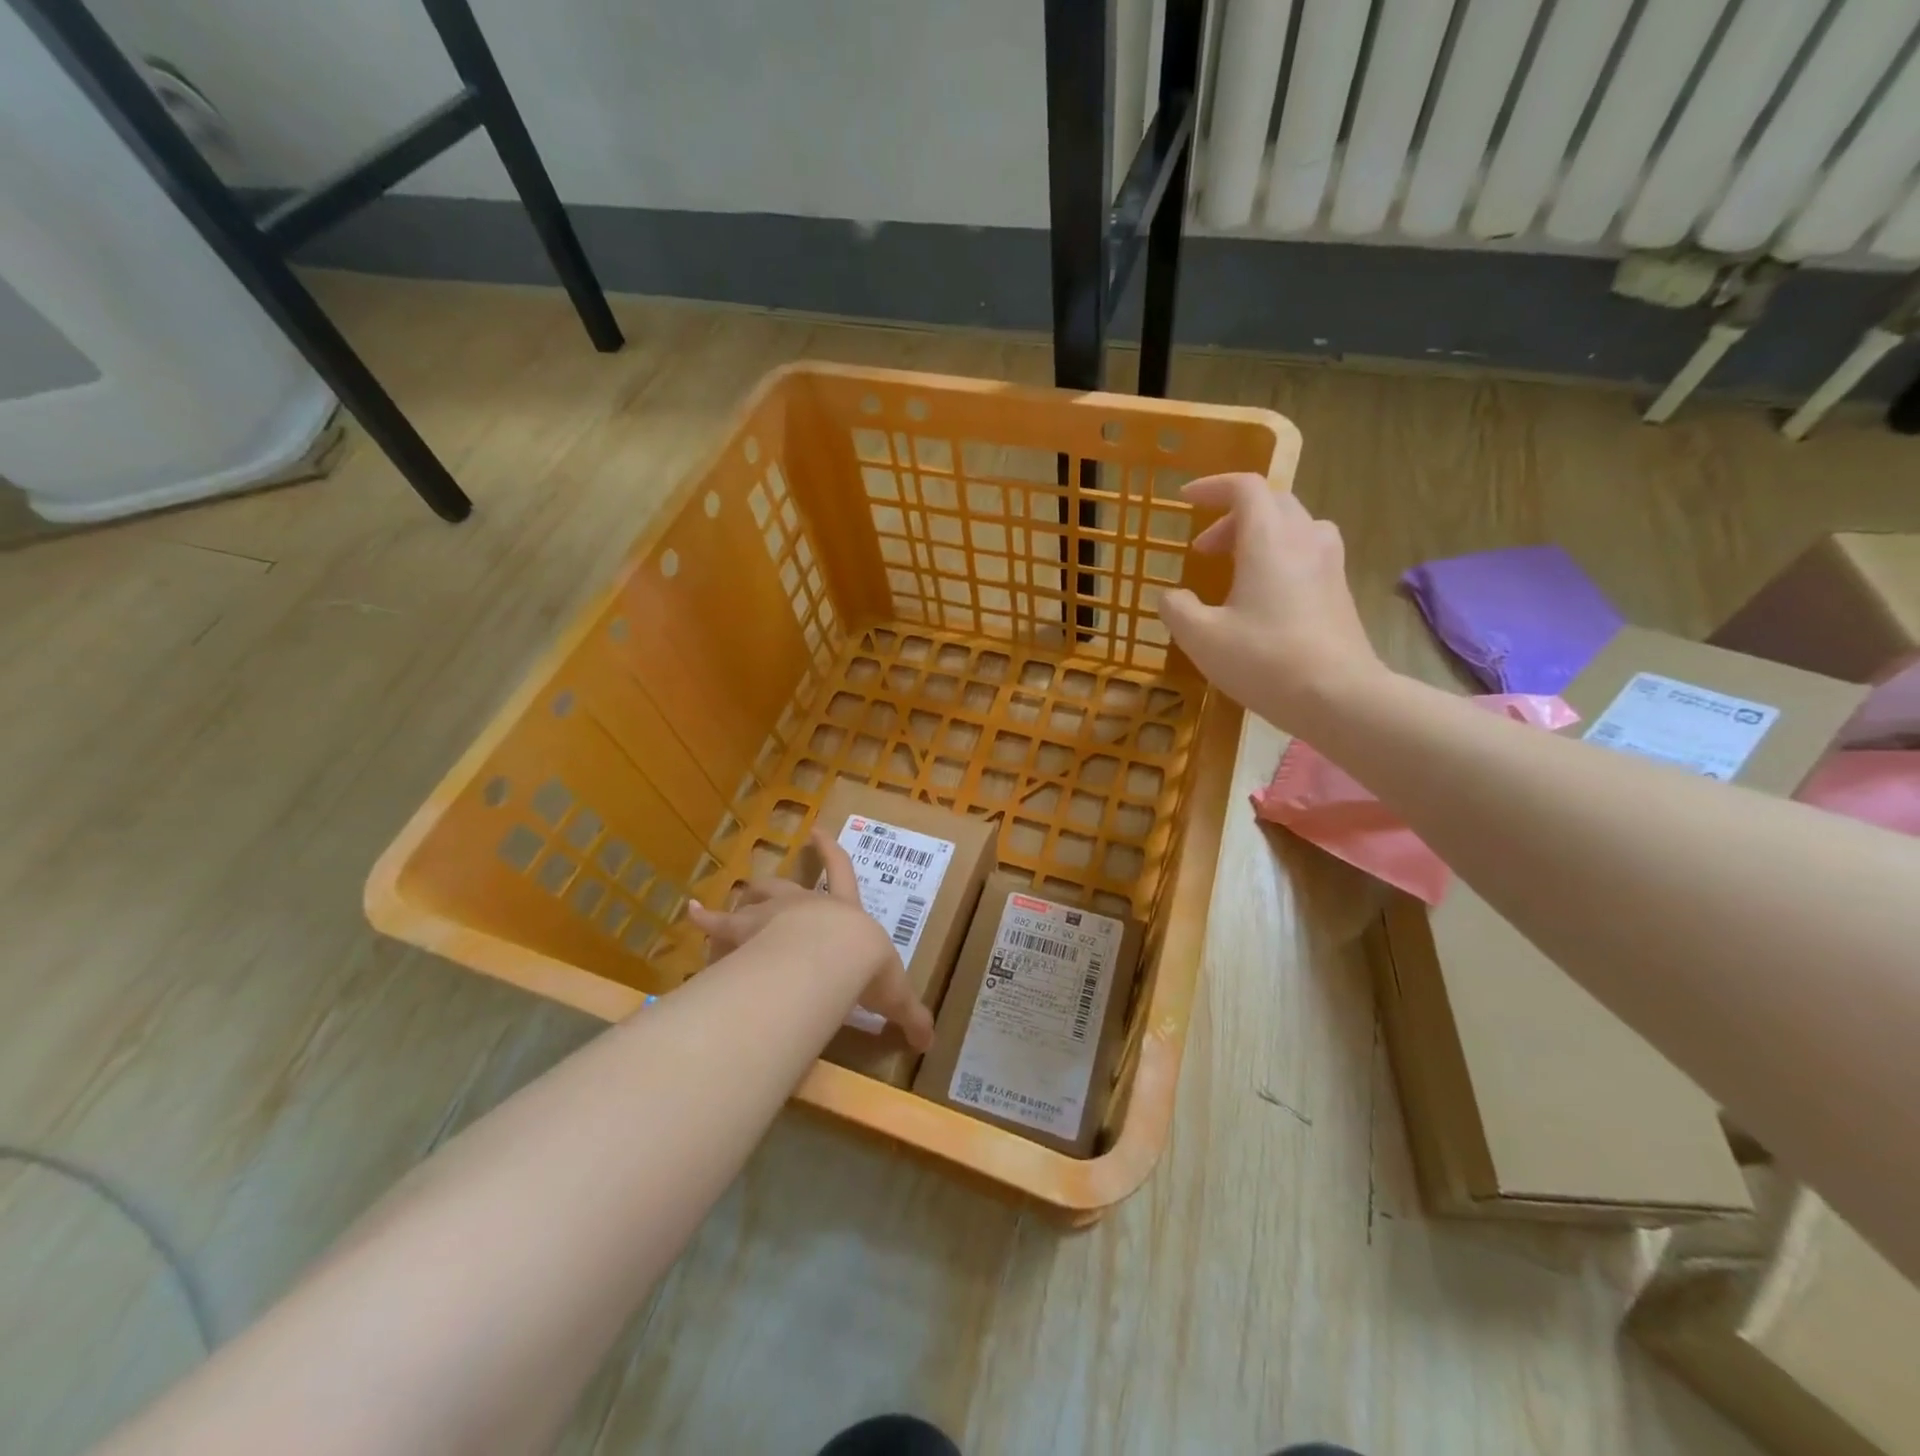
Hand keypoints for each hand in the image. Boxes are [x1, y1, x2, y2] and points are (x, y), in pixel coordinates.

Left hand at [686, 830, 934, 1050]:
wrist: (829, 958)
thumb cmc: (864, 967)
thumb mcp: (894, 993)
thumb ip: (910, 1016)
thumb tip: (930, 1042)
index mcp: (843, 911)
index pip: (840, 872)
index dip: (831, 852)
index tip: (817, 830)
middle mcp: (805, 905)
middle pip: (786, 883)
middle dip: (778, 880)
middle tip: (767, 879)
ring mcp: (772, 913)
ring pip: (754, 897)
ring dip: (745, 899)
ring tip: (732, 904)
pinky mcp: (744, 930)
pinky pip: (719, 924)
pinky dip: (706, 920)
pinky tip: (692, 914)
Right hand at [1157, 473, 1384, 729]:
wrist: (1338, 696)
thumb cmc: (1264, 660)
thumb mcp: (1201, 638)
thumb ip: (1177, 609)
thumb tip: (1172, 596)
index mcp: (1269, 540)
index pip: (1245, 488)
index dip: (1213, 487)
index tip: (1185, 501)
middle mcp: (1304, 540)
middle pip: (1272, 503)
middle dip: (1232, 516)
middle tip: (1204, 548)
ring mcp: (1329, 565)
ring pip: (1295, 526)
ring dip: (1260, 535)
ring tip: (1236, 568)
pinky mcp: (1340, 591)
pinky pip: (1308, 553)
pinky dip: (1279, 557)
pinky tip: (1264, 596)